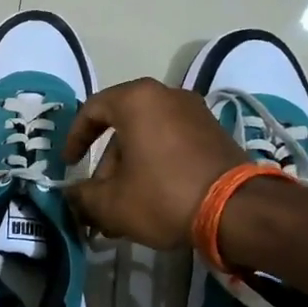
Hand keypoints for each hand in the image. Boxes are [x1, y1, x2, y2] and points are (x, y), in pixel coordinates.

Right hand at [62, 78, 245, 248]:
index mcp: (137, 100)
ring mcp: (195, 113)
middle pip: (122, 129)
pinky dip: (156, 167)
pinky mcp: (215, 134)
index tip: (69, 165)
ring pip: (148, 140)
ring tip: (124, 211)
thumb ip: (82, 196)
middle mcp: (167, 96)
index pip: (92, 110)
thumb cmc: (164, 195)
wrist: (238, 210)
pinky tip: (153, 202)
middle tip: (100, 200)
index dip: (75, 138)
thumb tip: (71, 196)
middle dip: (107, 167)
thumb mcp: (112, 203)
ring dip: (131, 171)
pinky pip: (172, 145)